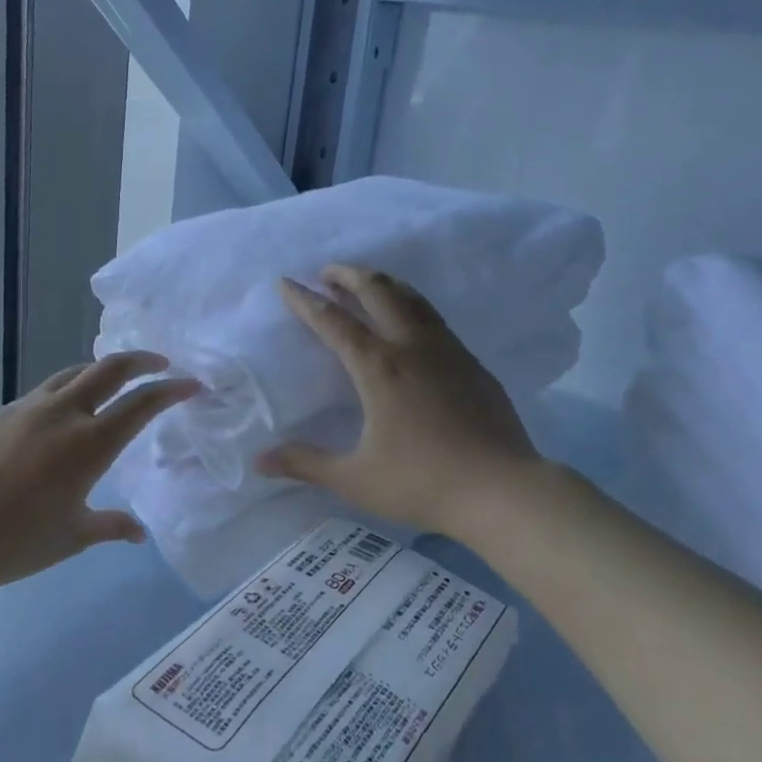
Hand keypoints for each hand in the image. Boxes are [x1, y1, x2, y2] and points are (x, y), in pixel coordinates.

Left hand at [0, 352, 199, 591]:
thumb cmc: (20, 543)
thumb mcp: (74, 536)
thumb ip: (112, 526)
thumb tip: (139, 533)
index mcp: (90, 444)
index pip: (142, 403)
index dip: (171, 390)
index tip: (191, 384)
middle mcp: (62, 414)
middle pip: (109, 369)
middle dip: (141, 360)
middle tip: (159, 364)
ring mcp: (24, 409)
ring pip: (70, 376)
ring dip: (97, 374)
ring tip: (107, 384)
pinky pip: (35, 398)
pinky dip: (56, 401)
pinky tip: (49, 426)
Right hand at [256, 265, 544, 539]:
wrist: (502, 490)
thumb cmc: (422, 483)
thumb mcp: (355, 478)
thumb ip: (305, 464)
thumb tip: (259, 460)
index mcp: (378, 367)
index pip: (333, 321)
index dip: (305, 301)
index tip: (286, 283)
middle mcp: (412, 346)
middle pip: (378, 291)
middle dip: (348, 274)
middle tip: (328, 271)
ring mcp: (448, 351)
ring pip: (412, 299)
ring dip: (384, 284)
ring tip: (367, 283)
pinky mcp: (472, 364)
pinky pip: (436, 321)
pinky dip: (413, 307)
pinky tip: (412, 325)